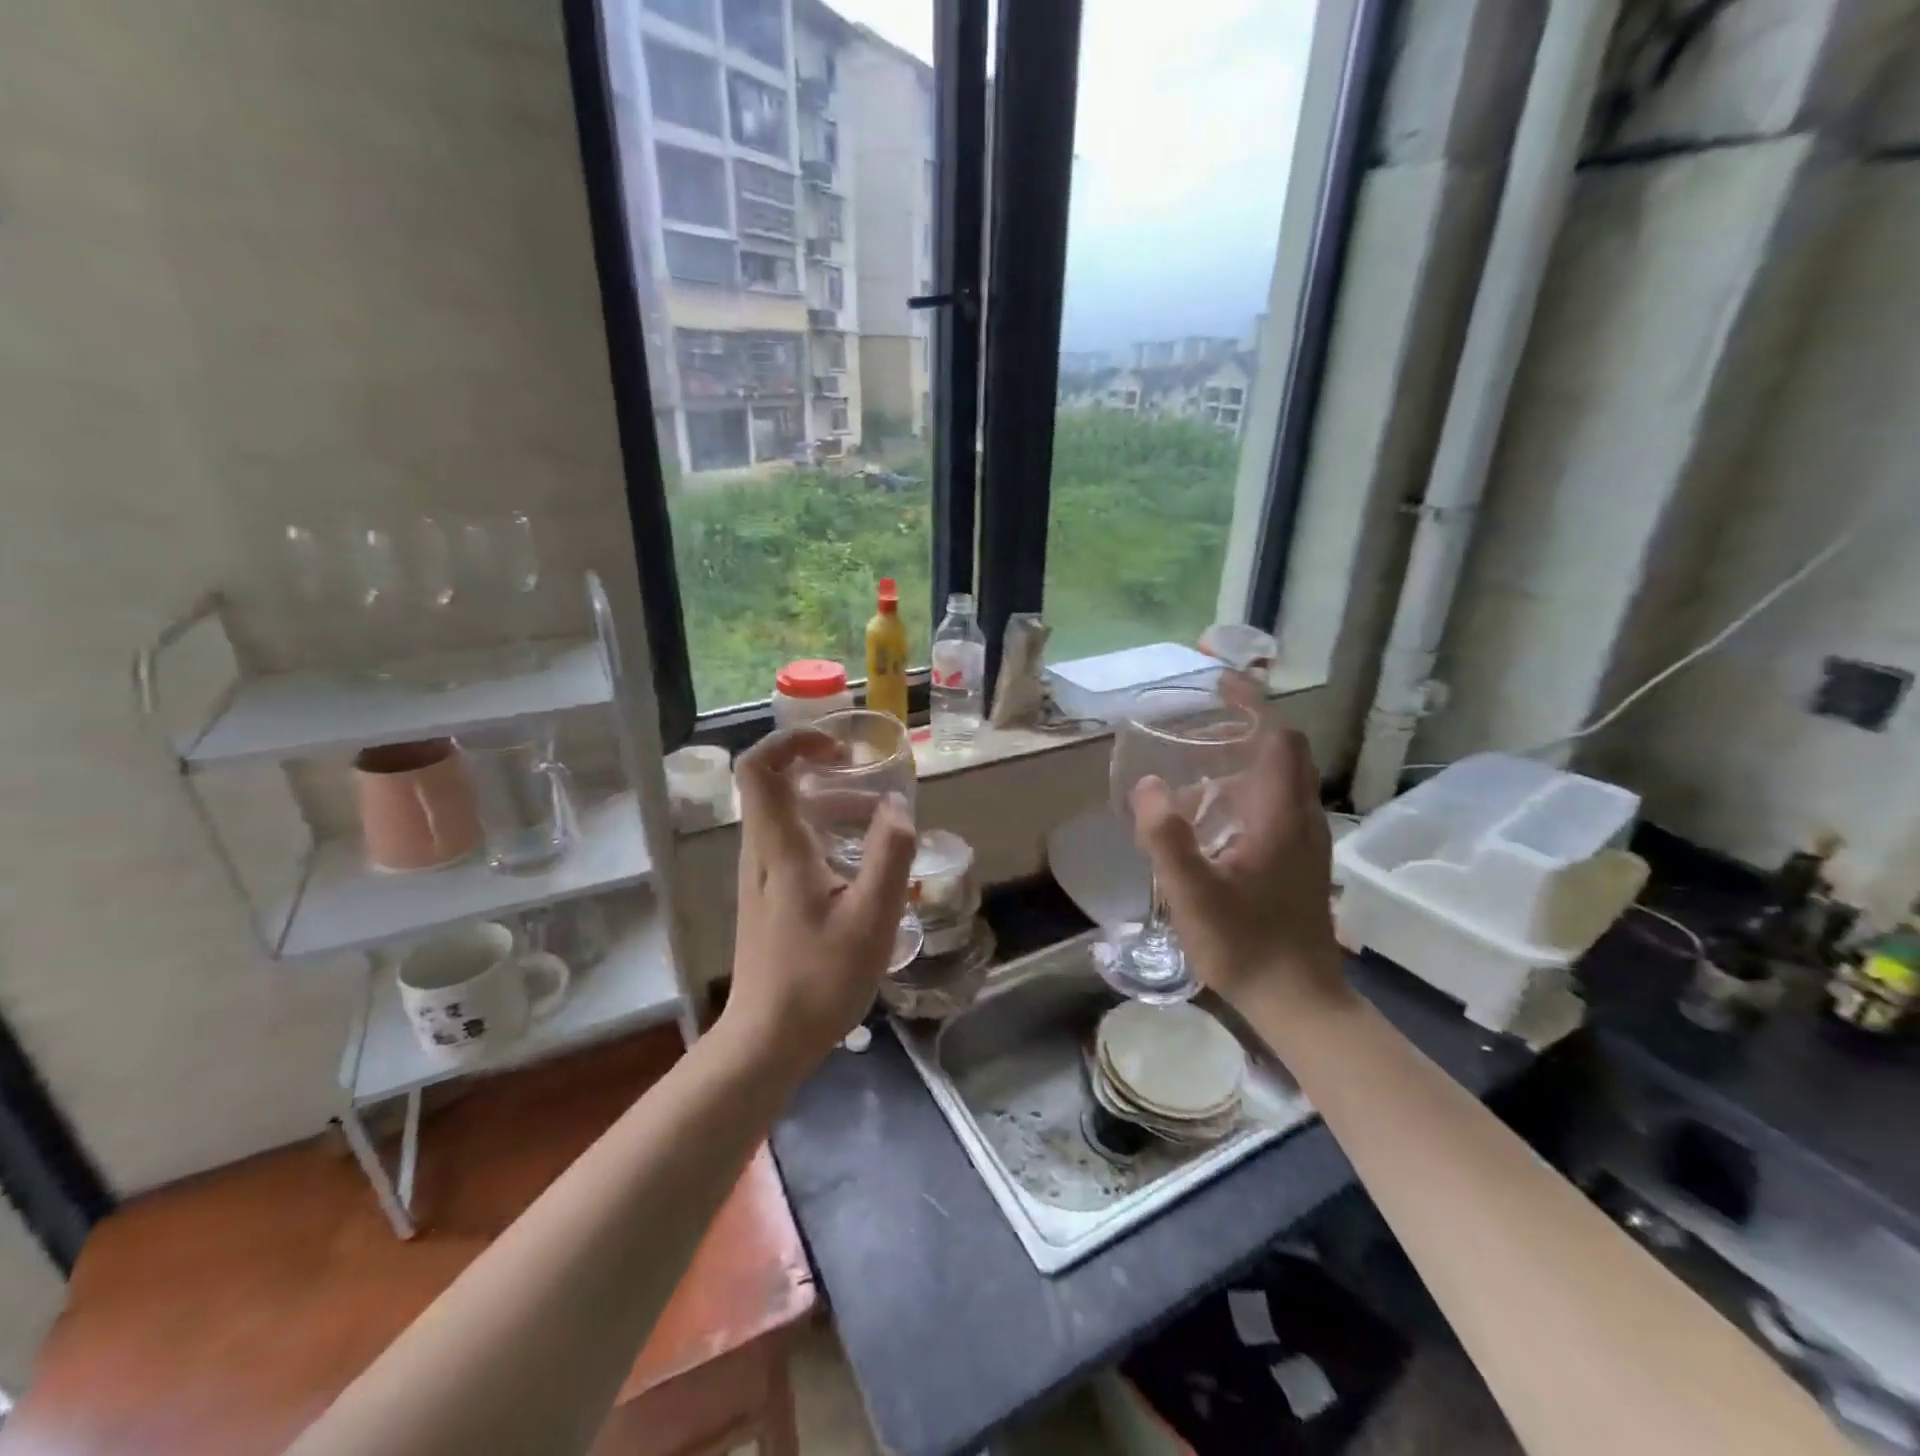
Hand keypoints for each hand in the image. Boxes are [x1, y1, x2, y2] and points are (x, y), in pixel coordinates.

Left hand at [721, 728, 917, 1078]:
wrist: (767, 1040)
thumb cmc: (819, 979)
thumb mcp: (871, 918)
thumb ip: (889, 855)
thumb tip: (896, 806)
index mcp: (779, 847)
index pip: (760, 767)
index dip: (792, 741)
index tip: (838, 749)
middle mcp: (760, 852)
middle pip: (778, 786)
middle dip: (827, 776)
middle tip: (872, 793)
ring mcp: (760, 876)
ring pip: (788, 816)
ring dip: (831, 808)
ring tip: (877, 829)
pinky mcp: (768, 897)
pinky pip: (792, 843)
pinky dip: (825, 835)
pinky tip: (860, 869)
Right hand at [1130, 707, 1348, 1017]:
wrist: (1300, 1001)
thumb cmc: (1246, 946)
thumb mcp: (1194, 895)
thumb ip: (1167, 838)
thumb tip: (1147, 784)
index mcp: (1279, 817)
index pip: (1277, 740)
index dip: (1252, 705)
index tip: (1222, 683)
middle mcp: (1301, 820)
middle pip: (1286, 753)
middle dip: (1251, 724)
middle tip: (1206, 718)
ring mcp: (1306, 843)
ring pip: (1285, 779)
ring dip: (1251, 756)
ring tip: (1203, 759)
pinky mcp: (1301, 862)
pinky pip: (1280, 804)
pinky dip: (1252, 786)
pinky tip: (1217, 814)